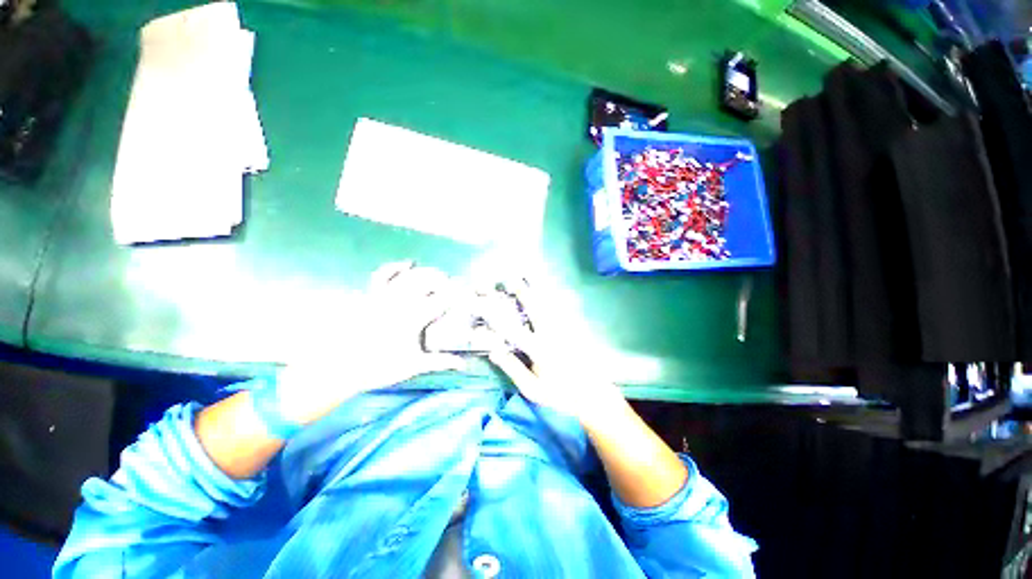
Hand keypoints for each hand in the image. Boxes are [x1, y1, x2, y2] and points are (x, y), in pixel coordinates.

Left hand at [276, 262, 463, 425]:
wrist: (339, 368)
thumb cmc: (379, 368)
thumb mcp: (413, 366)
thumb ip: (440, 362)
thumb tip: (463, 364)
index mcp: (413, 318)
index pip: (441, 300)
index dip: (457, 293)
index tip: (466, 291)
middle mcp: (401, 302)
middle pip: (427, 281)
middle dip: (443, 279)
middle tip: (453, 285)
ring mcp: (384, 296)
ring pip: (409, 275)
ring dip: (426, 272)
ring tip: (437, 274)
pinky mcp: (370, 294)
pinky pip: (383, 274)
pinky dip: (395, 266)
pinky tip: (407, 264)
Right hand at [482, 279, 623, 424]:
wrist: (593, 395)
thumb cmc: (559, 395)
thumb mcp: (533, 389)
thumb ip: (514, 369)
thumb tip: (494, 351)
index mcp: (540, 351)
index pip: (514, 331)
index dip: (497, 319)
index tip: (484, 308)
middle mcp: (552, 335)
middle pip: (535, 309)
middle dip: (522, 292)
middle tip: (512, 279)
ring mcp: (566, 330)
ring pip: (549, 304)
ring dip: (538, 289)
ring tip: (529, 275)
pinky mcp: (575, 329)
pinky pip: (562, 308)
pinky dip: (553, 296)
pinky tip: (549, 289)